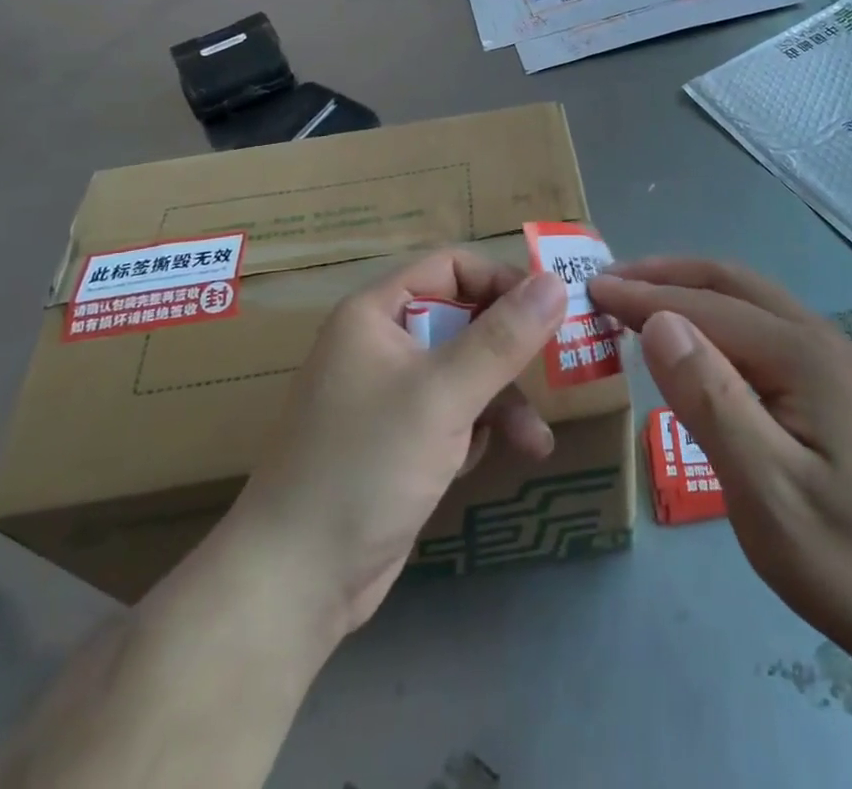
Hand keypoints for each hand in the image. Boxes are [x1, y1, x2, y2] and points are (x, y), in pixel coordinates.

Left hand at [226, 251, 567, 641]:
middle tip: (557, 366)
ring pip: (465, 373)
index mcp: (376, 313)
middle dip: (508, 351)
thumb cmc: (366, 465)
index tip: (548, 309)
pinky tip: (486, 461)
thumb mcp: (443, 395)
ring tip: (534, 441)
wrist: (295, 583)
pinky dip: (477, 431)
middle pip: (463, 321)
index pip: (451, 267)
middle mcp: (382, 344)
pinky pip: (453, 414)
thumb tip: (556, 282)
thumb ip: (503, 338)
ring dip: (502, 402)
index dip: (501, 280)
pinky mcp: (399, 441)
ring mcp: (389, 395)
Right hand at [588, 259, 851, 661]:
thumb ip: (711, 400)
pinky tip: (692, 340)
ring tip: (637, 300)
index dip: (644, 296)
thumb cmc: (843, 555)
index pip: (705, 305)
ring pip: (745, 299)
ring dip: (688, 289)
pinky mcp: (827, 381)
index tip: (591, 289)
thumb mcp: (765, 488)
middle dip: (665, 275)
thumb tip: (658, 323)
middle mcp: (816, 337)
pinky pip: (757, 325)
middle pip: (728, 282)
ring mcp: (826, 357)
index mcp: (801, 353)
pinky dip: (711, 315)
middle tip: (608, 282)